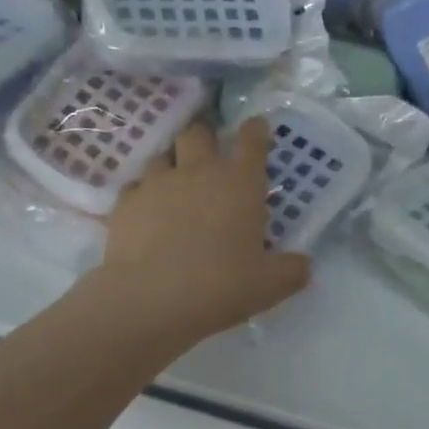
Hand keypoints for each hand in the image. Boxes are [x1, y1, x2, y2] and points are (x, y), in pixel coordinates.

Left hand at [94, 117, 311, 343]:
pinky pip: (135, 187)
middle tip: (208, 158)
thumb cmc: (220, 286)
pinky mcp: (125, 203)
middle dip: (205, 138)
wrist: (150, 300)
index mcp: (239, 184)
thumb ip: (291, 271)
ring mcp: (157, 183)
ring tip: (175, 187)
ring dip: (171, 165)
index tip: (256, 128)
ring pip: (163, 156)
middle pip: (198, 133)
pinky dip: (143, 195)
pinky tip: (145, 215)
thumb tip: (303, 264)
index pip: (252, 140)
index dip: (256, 130)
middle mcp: (198, 172)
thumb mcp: (269, 286)